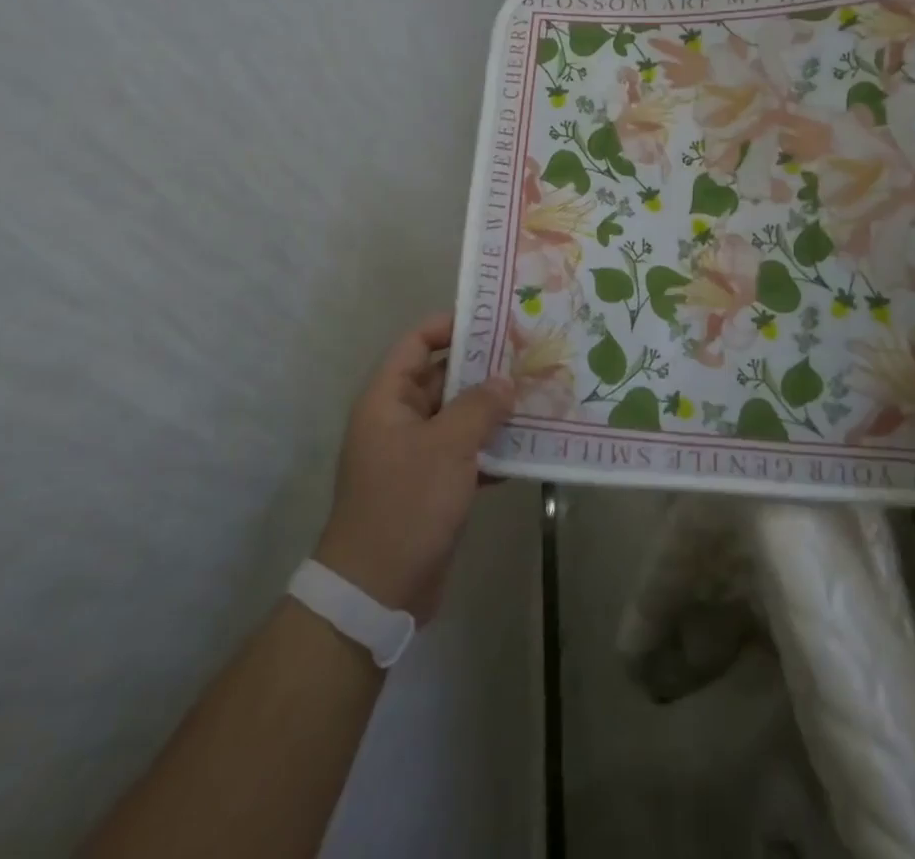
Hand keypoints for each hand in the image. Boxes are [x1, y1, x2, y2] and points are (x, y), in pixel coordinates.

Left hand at [314, 313, 514, 620]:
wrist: (377, 592)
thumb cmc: (406, 504)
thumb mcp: (447, 447)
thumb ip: (479, 407)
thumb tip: (505, 380)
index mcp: (388, 400)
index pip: (416, 344)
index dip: (449, 326)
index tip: (493, 321)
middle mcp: (399, 420)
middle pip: (442, 379)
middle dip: (483, 369)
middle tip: (529, 356)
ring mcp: (415, 455)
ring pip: (458, 418)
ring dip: (492, 410)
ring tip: (537, 395)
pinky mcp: (432, 487)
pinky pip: (465, 454)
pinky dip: (491, 449)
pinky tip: (528, 447)